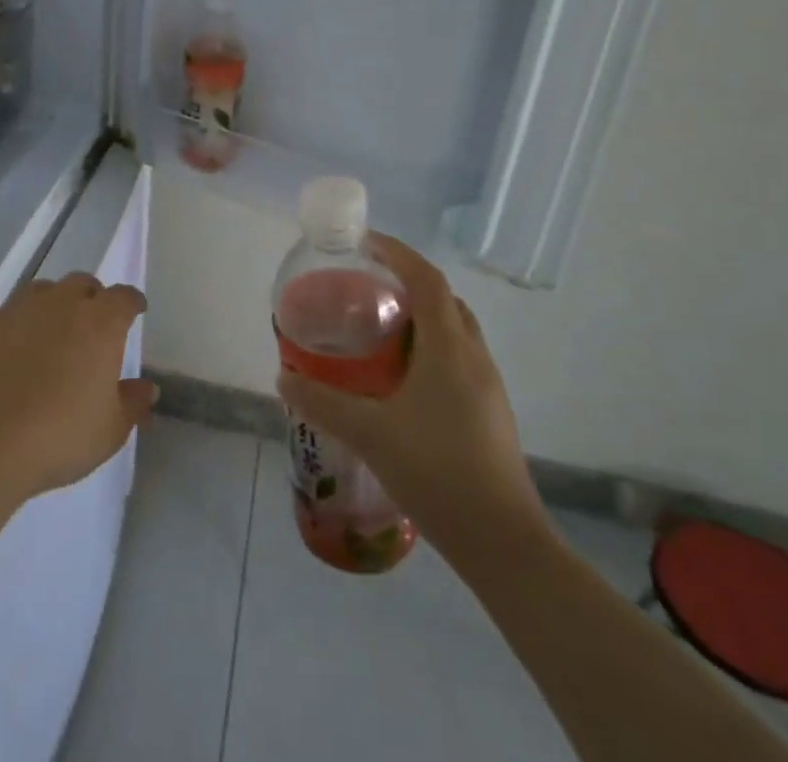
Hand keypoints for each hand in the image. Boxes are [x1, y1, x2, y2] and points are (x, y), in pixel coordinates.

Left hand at [0, 273, 157, 502]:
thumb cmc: (62, 434)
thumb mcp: (111, 429)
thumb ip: (133, 402)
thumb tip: (147, 388)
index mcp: (101, 322)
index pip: (124, 297)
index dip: (132, 302)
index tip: (136, 311)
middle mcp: (63, 303)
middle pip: (83, 283)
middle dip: (92, 298)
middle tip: (93, 325)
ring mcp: (21, 309)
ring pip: (44, 291)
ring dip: (54, 304)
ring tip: (52, 332)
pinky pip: (10, 312)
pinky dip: (18, 324)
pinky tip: (14, 349)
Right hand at [277, 234, 545, 544]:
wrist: (503, 544)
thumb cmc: (437, 473)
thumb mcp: (370, 434)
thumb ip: (323, 403)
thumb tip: (284, 377)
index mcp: (449, 348)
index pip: (427, 280)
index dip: (398, 253)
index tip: (365, 243)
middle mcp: (474, 357)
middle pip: (444, 300)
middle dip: (408, 282)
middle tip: (367, 287)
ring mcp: (488, 386)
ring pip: (455, 330)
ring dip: (421, 317)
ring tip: (379, 329)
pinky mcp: (490, 413)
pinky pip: (458, 358)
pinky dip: (430, 348)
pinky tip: (402, 380)